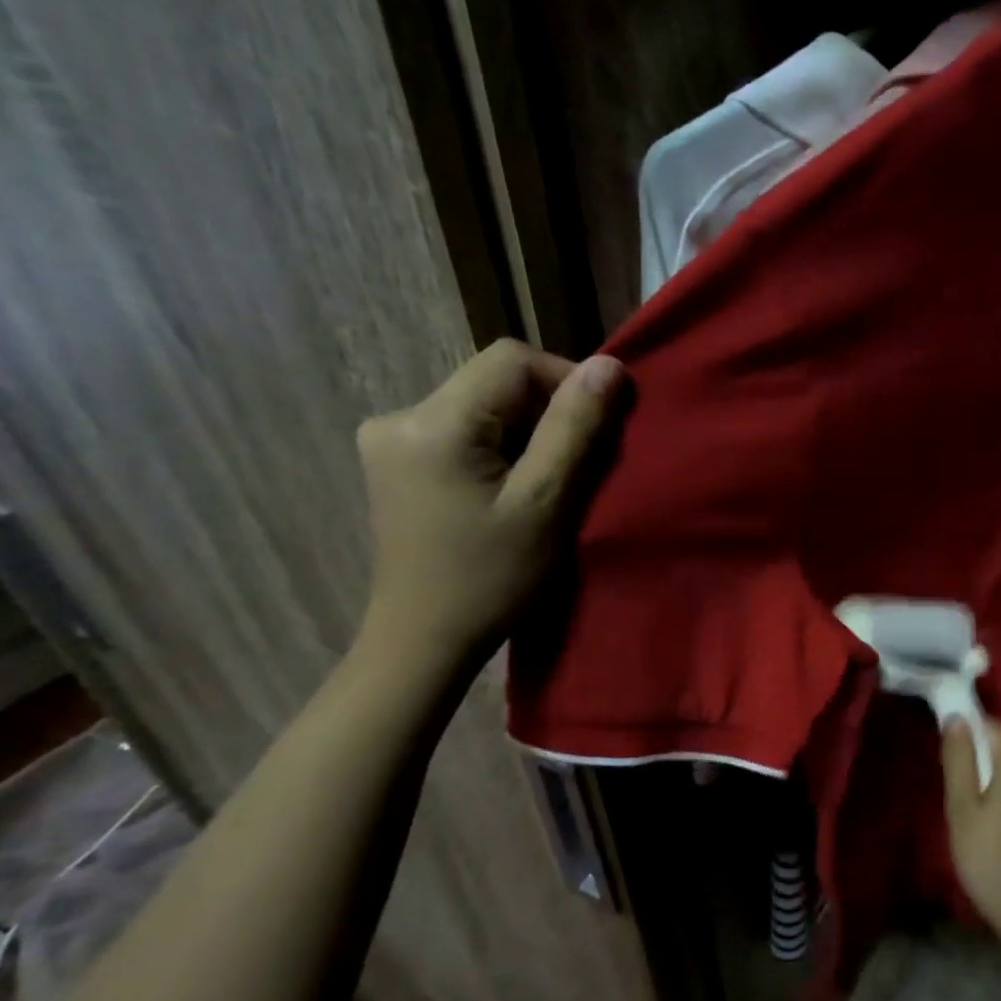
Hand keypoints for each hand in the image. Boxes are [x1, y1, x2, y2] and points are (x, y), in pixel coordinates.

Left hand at [356, 340, 623, 659]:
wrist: (424, 640)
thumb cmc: (492, 579)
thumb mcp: (546, 503)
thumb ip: (575, 429)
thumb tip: (608, 365)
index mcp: (433, 423)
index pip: (512, 360)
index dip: (565, 381)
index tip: (597, 429)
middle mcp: (400, 416)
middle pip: (494, 380)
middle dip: (547, 412)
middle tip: (577, 465)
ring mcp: (391, 438)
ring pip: (483, 404)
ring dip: (527, 431)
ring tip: (547, 481)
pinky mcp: (396, 459)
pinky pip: (464, 428)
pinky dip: (501, 445)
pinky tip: (512, 487)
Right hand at [942, 718, 1000, 942]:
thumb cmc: (989, 857)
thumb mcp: (962, 808)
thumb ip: (959, 761)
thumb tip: (957, 718)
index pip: (996, 728)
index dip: (972, 728)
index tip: (951, 747)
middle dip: (982, 765)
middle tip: (956, 795)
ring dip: (996, 791)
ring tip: (973, 822)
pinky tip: (996, 839)